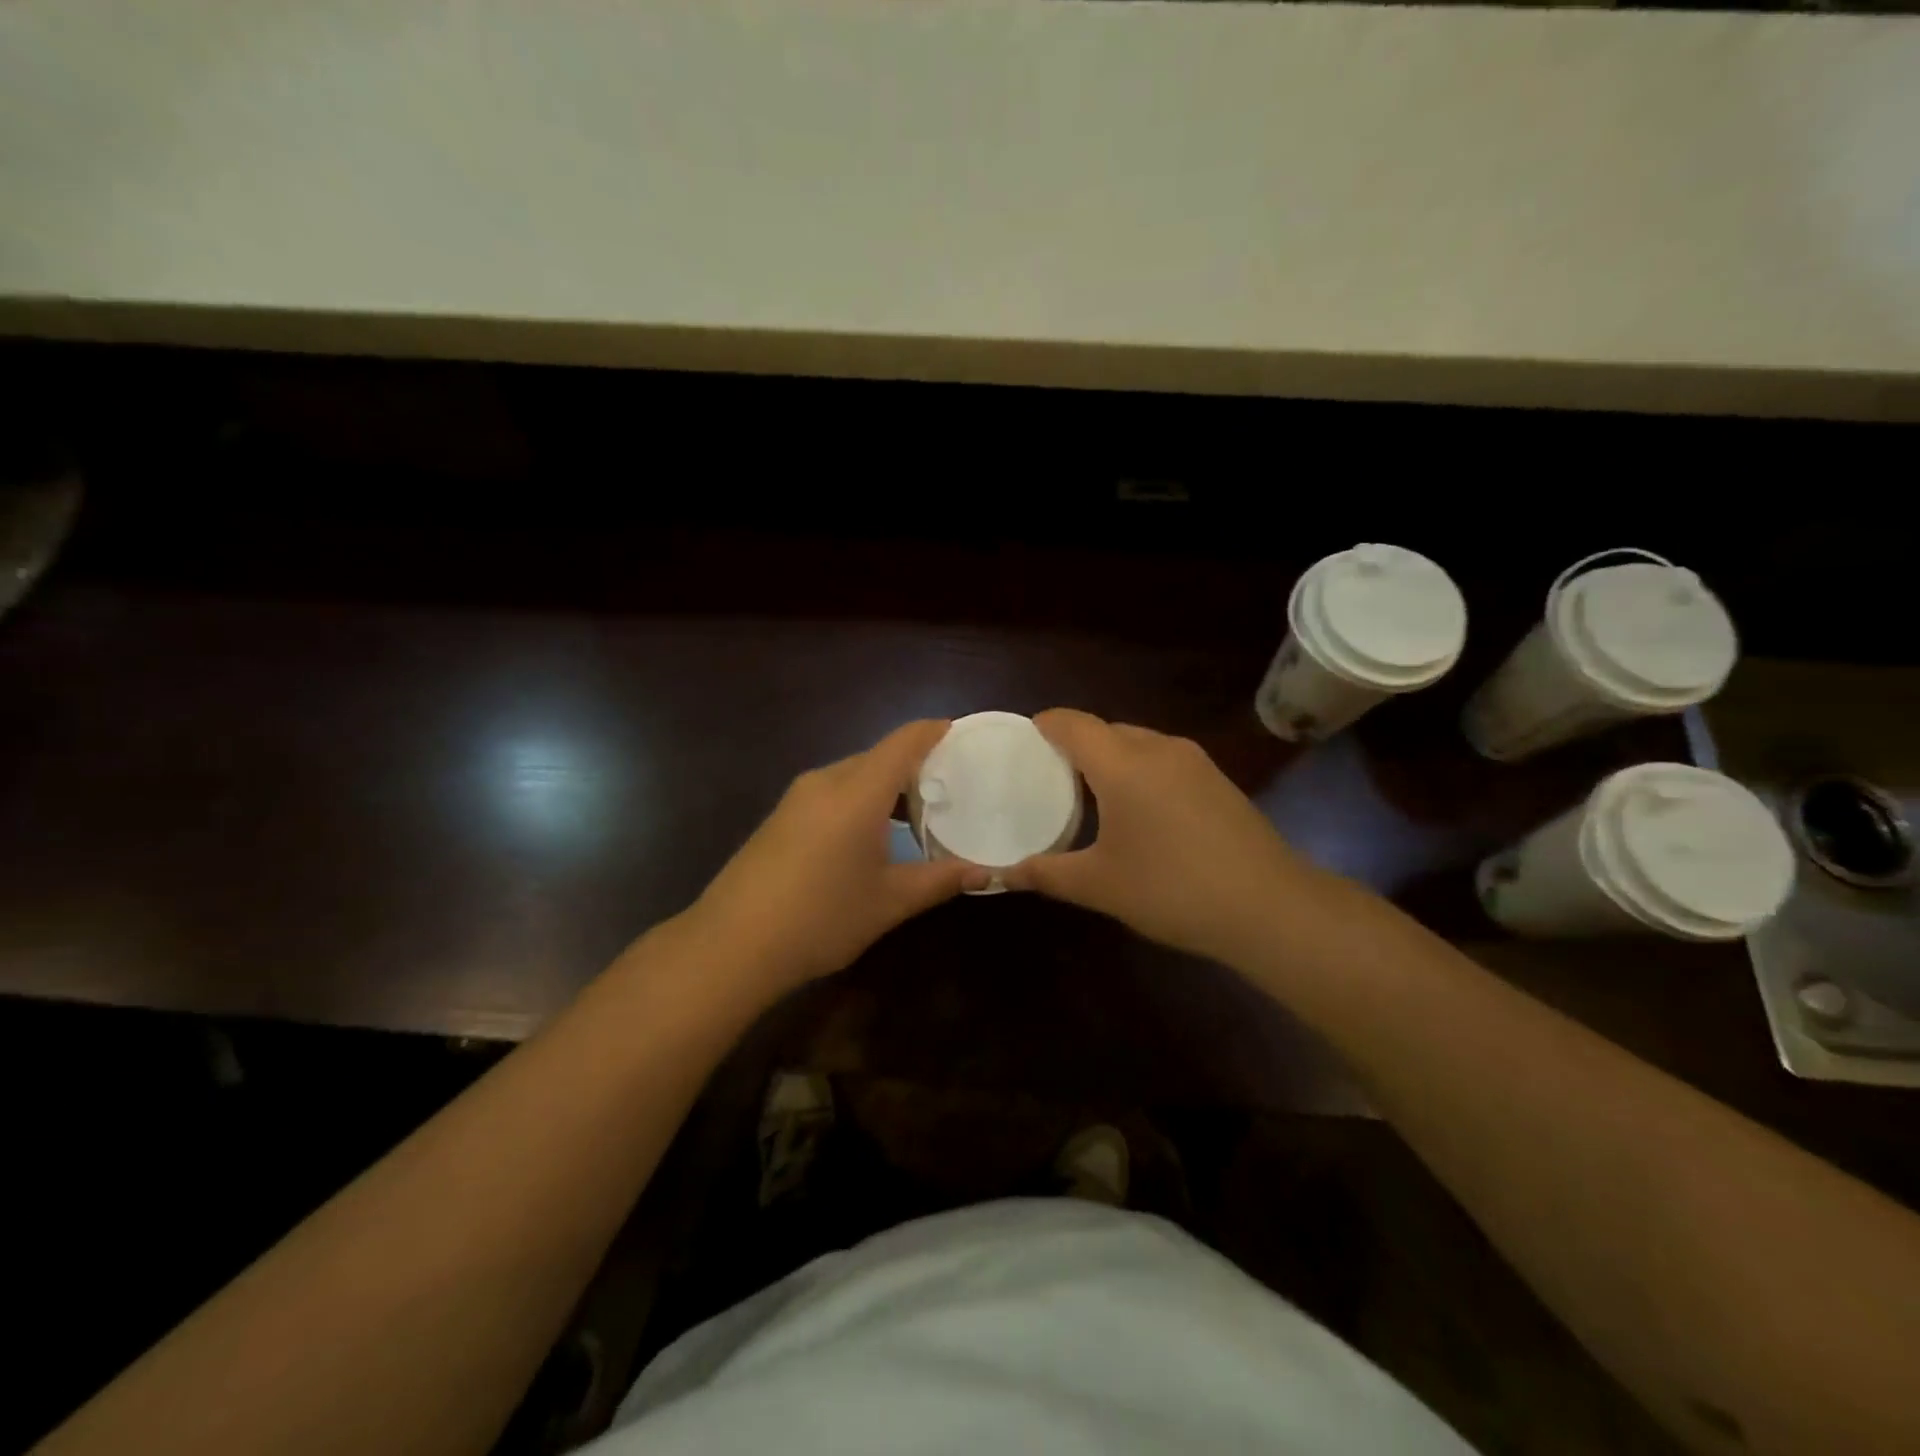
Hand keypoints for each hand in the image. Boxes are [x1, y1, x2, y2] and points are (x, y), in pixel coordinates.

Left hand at [680, 719, 986, 993]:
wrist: (731, 946)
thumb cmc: (821, 918)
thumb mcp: (890, 901)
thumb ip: (941, 880)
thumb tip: (987, 873)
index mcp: (857, 791)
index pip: (904, 741)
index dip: (935, 731)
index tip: (964, 736)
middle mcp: (826, 781)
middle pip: (879, 756)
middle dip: (916, 766)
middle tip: (952, 790)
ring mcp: (798, 798)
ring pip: (854, 775)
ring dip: (887, 787)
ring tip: (918, 818)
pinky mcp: (781, 817)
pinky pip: (832, 792)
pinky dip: (861, 800)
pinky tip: (872, 837)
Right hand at [1004, 709, 1324, 966]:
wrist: (1269, 907)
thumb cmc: (1172, 889)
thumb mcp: (1099, 886)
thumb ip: (1045, 874)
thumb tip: (1001, 876)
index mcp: (1123, 764)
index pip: (1074, 724)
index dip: (1046, 724)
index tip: (1024, 738)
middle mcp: (1158, 749)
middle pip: (1106, 730)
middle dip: (1075, 744)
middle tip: (1049, 775)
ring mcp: (1194, 762)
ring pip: (1138, 743)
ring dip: (1111, 758)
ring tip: (1090, 793)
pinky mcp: (1217, 780)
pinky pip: (1164, 759)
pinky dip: (1139, 770)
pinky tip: (1138, 810)